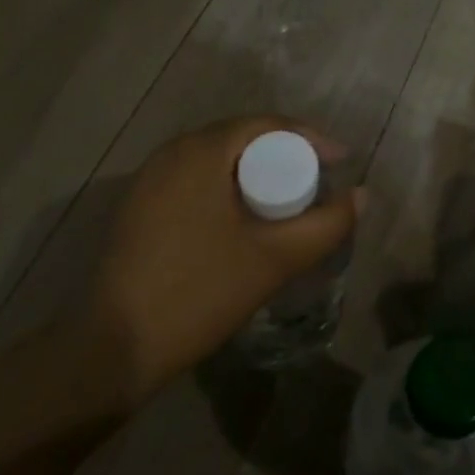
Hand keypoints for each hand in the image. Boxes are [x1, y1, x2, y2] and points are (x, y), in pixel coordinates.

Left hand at [86, 116, 361, 401]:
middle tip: (316, 182)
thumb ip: (327, 225)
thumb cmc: (199, 292)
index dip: (310, 138)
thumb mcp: (275, 259)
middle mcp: (171, 152)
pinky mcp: (137, 208)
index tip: (341, 162)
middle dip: (284, 154)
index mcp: (201, 150)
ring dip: (254, 172)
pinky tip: (240, 220)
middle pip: (241, 138)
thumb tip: (362, 195)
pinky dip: (225, 188)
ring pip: (216, 160)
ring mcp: (148, 180)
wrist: (112, 350)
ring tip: (284, 201)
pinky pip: (194, 180)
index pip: (267, 124)